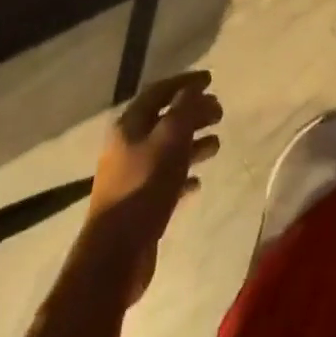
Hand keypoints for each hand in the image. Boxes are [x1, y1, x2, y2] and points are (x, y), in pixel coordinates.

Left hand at [81, 71, 221, 305]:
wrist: (115, 256)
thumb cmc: (144, 186)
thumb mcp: (170, 138)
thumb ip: (185, 109)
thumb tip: (193, 88)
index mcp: (129, 125)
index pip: (159, 91)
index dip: (185, 82)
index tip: (211, 80)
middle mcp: (128, 146)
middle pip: (165, 119)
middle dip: (194, 112)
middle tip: (220, 112)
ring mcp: (132, 176)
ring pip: (168, 149)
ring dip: (193, 142)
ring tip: (217, 143)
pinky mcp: (139, 204)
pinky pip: (166, 180)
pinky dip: (184, 175)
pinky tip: (199, 182)